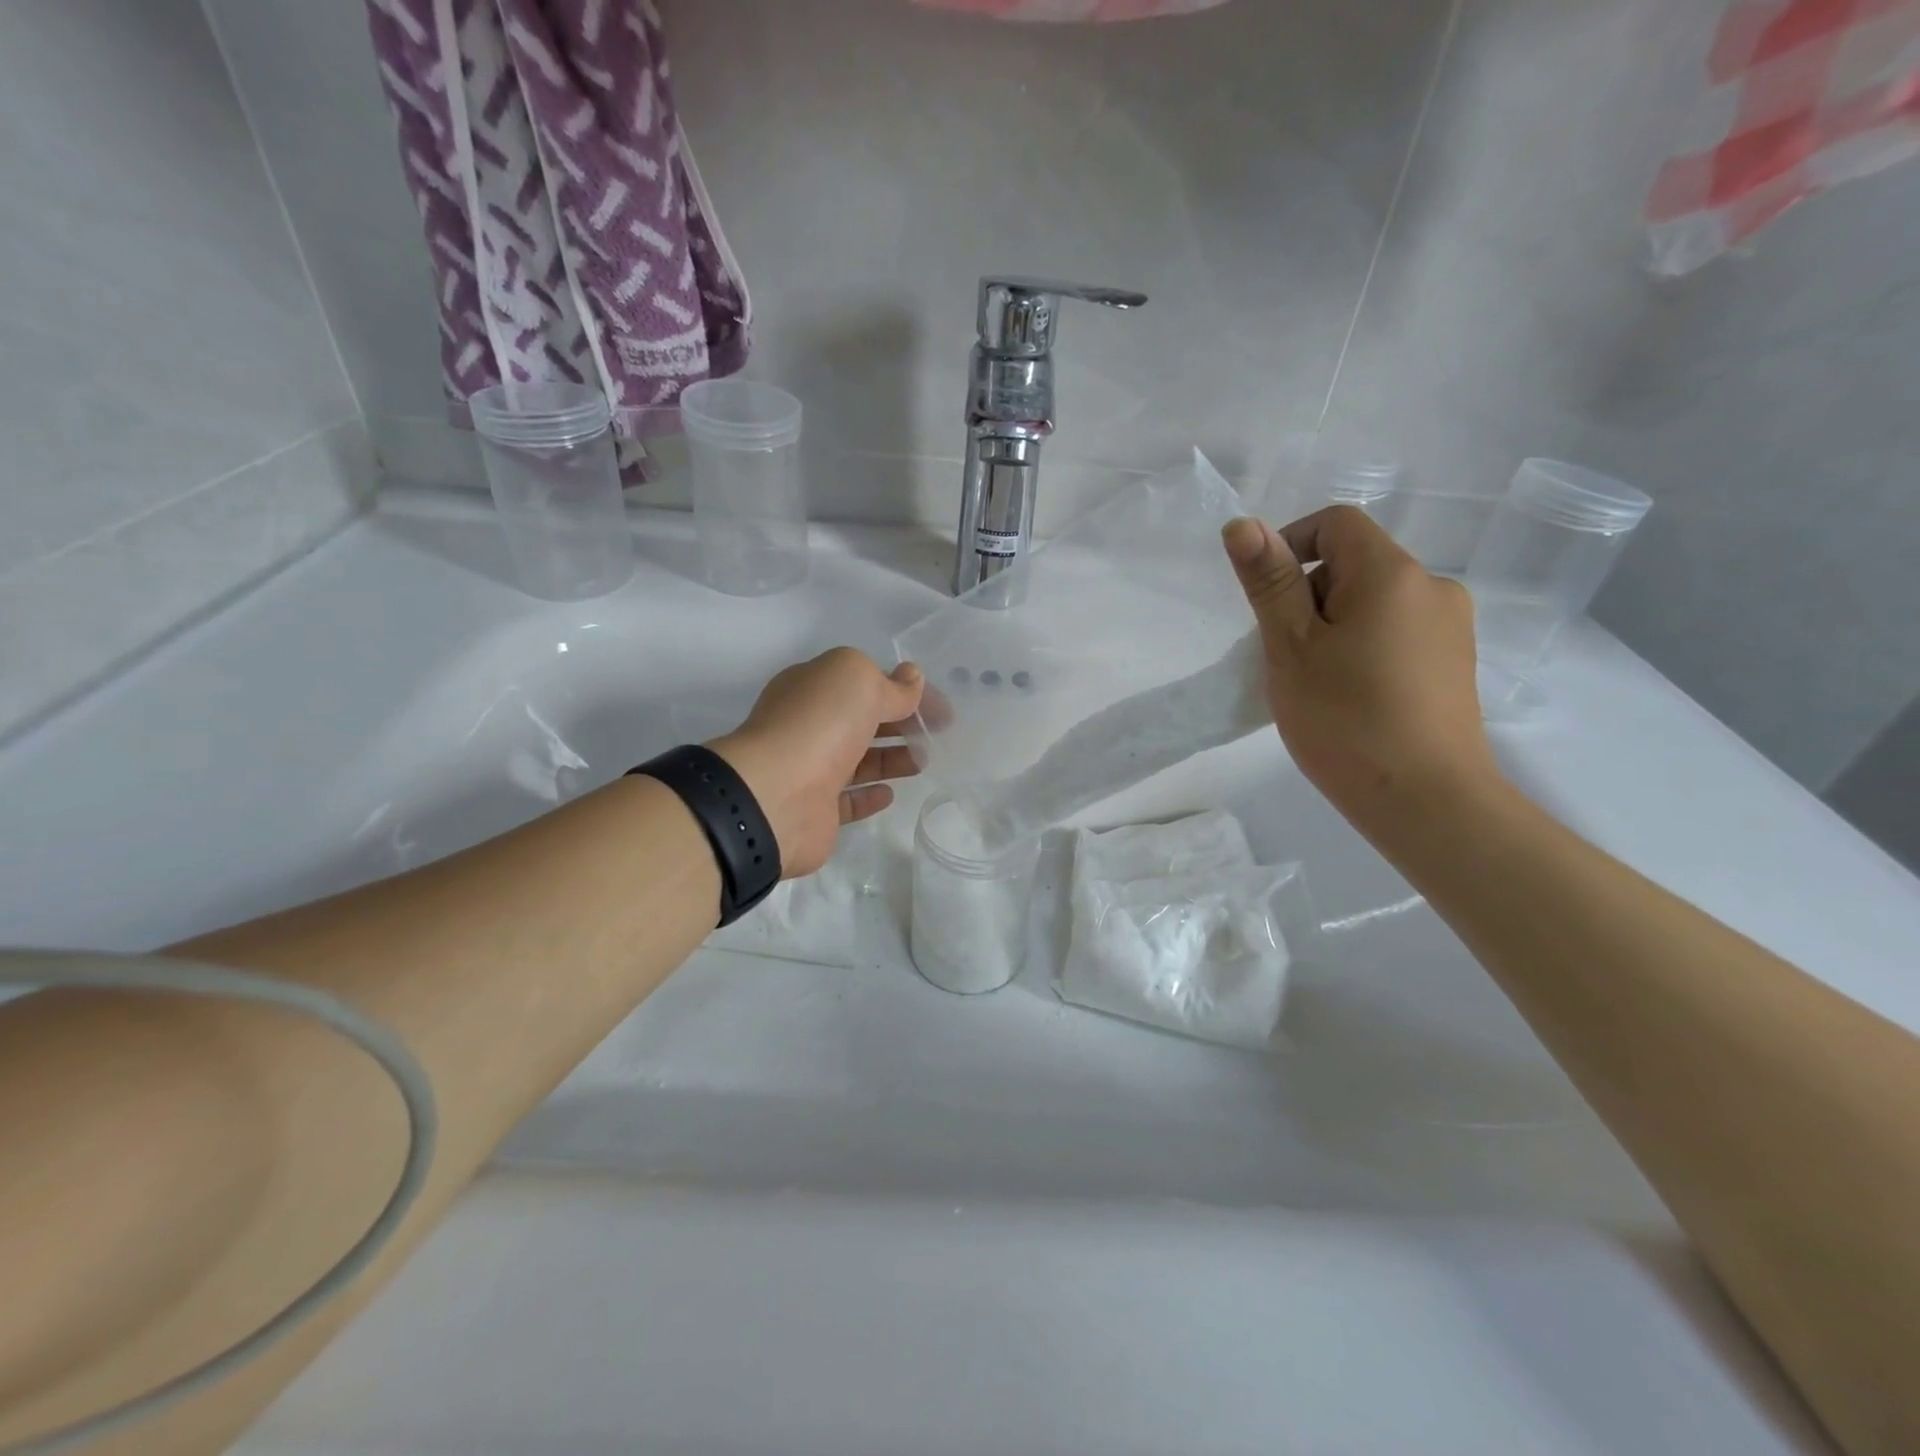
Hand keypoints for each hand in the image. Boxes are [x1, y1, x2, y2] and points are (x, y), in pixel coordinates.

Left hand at [709, 648, 924, 878]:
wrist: (776, 795)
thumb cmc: (821, 724)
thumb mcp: (861, 683)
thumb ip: (892, 685)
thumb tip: (912, 676)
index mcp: (813, 687)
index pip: (864, 682)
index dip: (903, 690)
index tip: (939, 708)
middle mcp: (808, 725)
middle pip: (861, 720)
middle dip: (899, 723)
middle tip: (938, 733)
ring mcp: (810, 768)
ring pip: (858, 760)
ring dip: (892, 757)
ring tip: (924, 761)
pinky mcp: (816, 809)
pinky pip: (848, 799)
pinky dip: (870, 794)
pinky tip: (891, 792)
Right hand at [1222, 507, 1495, 826]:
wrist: (1426, 800)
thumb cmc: (1345, 720)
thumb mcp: (1291, 647)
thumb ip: (1269, 583)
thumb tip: (1242, 524)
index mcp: (1392, 574)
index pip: (1336, 524)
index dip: (1290, 546)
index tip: (1267, 602)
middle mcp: (1433, 587)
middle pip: (1355, 564)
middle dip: (1310, 597)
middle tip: (1287, 657)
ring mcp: (1452, 627)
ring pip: (1374, 603)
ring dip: (1334, 626)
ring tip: (1316, 684)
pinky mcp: (1455, 663)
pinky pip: (1397, 633)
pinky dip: (1364, 648)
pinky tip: (1352, 698)